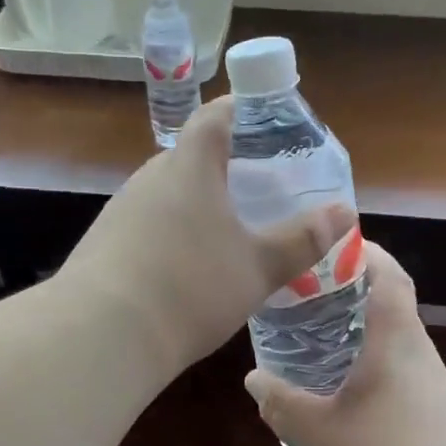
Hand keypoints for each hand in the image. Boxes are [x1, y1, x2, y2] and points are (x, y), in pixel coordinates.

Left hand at [58, 96, 355, 382]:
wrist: (100, 336)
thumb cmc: (190, 287)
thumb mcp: (258, 267)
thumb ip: (302, 240)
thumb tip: (345, 213)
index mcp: (189, 166)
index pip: (214, 116)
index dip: (241, 109)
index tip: (267, 119)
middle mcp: (151, 177)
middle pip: (193, 154)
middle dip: (228, 163)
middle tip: (262, 185)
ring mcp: (122, 209)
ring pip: (170, 190)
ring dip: (200, 199)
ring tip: (232, 225)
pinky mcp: (105, 241)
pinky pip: (150, 220)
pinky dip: (175, 228)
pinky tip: (190, 263)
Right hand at [247, 242, 445, 445]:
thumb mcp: (316, 436)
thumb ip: (281, 403)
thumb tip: (253, 379)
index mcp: (396, 340)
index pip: (389, 275)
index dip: (366, 252)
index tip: (333, 245)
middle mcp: (422, 355)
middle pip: (392, 307)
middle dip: (353, 295)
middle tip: (309, 298)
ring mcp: (438, 390)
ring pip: (397, 345)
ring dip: (364, 336)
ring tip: (320, 345)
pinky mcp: (444, 422)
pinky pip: (405, 378)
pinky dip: (376, 371)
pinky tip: (349, 399)